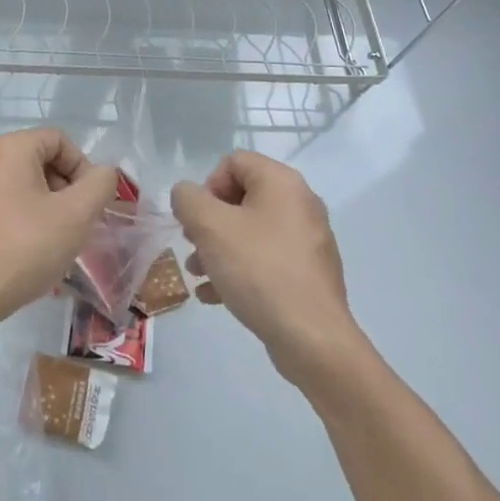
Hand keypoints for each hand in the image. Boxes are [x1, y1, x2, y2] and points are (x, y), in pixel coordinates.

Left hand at [0, 128, 118, 336]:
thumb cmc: (24, 248)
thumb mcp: (76, 215)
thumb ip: (99, 185)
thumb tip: (102, 174)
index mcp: (9, 148)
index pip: (59, 140)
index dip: (83, 167)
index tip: (90, 203)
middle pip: (41, 160)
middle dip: (66, 189)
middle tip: (77, 225)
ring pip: (24, 185)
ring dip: (48, 207)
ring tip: (57, 242)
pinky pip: (5, 204)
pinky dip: (25, 220)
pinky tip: (31, 252)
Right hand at [170, 151, 367, 387]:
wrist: (312, 338)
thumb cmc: (258, 269)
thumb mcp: (209, 226)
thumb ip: (188, 199)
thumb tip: (187, 196)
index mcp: (282, 182)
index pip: (234, 162)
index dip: (207, 185)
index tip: (197, 219)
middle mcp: (300, 204)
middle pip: (241, 198)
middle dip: (209, 222)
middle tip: (193, 245)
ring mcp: (308, 241)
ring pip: (251, 232)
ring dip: (219, 248)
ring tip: (199, 275)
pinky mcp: (309, 274)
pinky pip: (266, 260)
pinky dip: (240, 270)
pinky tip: (216, 297)